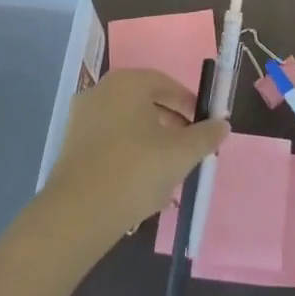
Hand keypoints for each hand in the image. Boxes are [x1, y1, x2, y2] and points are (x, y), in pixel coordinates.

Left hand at [40, 69, 228, 256]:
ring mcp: (82, 117)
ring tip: (168, 168)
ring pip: (126, 122)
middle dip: (170, 122)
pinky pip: (109, 140)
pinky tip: (141, 180)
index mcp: (127, 83)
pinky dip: (128, 151)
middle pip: (145, 101)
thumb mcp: (181, 154)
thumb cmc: (136, 170)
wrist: (79, 212)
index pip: (166, 84)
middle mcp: (101, 91)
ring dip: (150, 139)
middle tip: (189, 147)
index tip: (204, 126)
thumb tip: (222, 124)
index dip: (189, 104)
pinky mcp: (71, 144)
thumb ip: (205, 136)